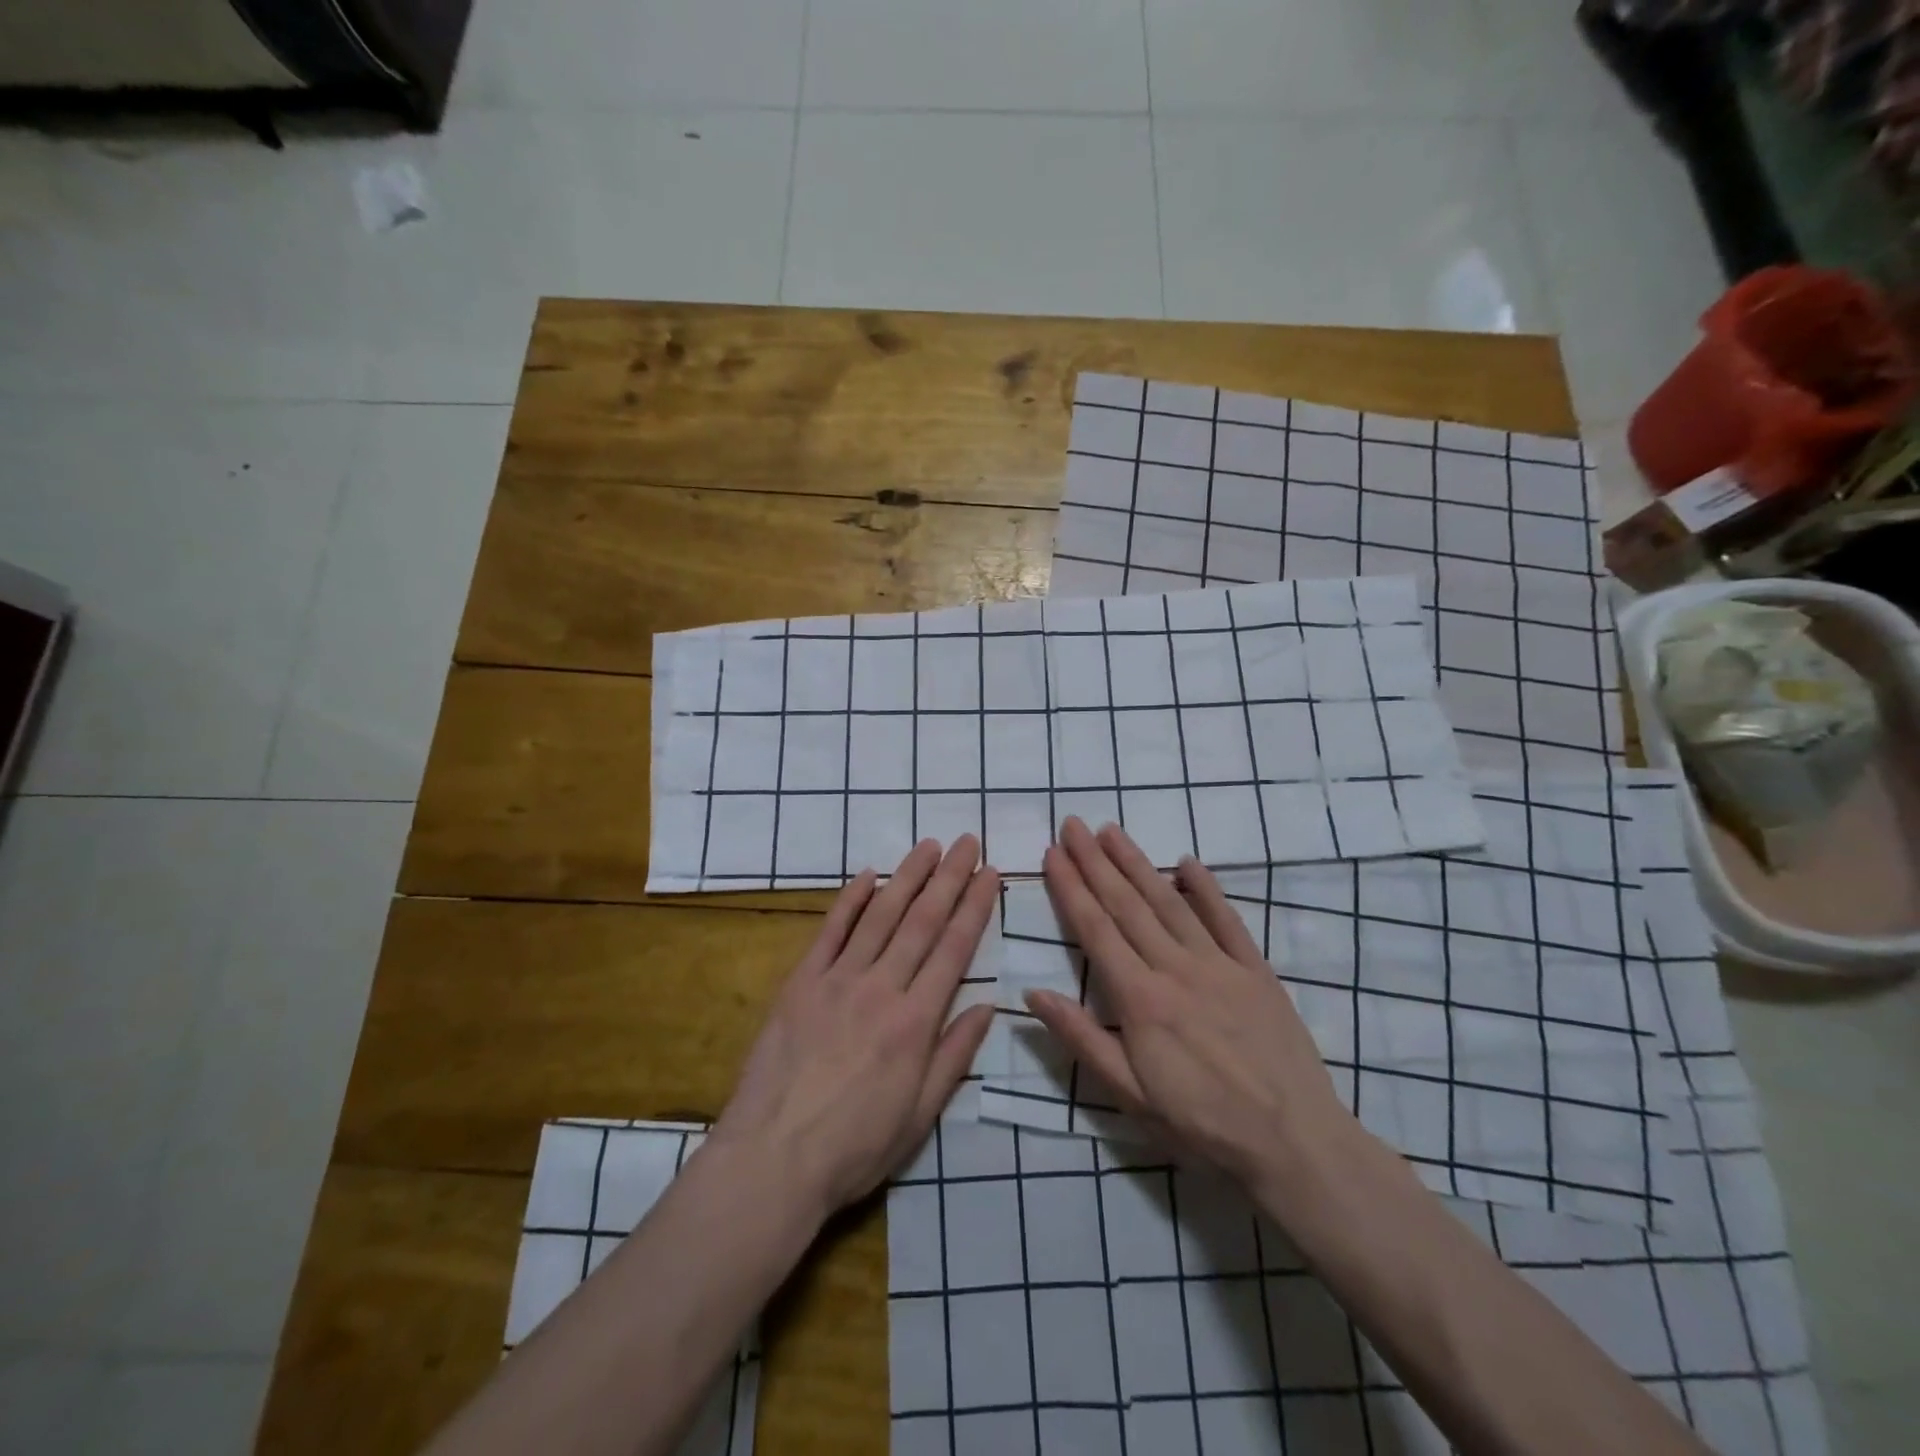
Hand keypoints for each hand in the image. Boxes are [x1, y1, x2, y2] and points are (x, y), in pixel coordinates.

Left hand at [710, 837, 998, 1218]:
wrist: (772, 1158)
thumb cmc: (855, 1146)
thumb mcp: (921, 1115)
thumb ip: (955, 1055)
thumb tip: (988, 1006)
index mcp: (916, 1021)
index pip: (954, 948)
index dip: (975, 906)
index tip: (990, 873)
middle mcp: (881, 987)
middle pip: (922, 921)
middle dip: (949, 878)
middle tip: (967, 842)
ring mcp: (837, 979)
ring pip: (880, 915)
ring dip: (907, 877)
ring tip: (928, 846)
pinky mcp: (801, 982)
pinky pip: (829, 931)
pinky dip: (849, 899)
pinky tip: (867, 875)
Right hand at [1027, 818, 1355, 1196]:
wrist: (1295, 1143)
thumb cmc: (1202, 1125)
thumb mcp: (1131, 1096)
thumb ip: (1082, 1039)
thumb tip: (1032, 994)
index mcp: (1140, 999)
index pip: (1095, 930)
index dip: (1071, 888)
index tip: (1053, 854)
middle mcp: (1175, 968)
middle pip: (1127, 904)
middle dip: (1095, 862)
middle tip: (1073, 825)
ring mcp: (1219, 964)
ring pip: (1170, 902)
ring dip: (1137, 863)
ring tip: (1112, 832)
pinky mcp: (1255, 971)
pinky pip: (1227, 920)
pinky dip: (1206, 888)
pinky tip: (1187, 863)